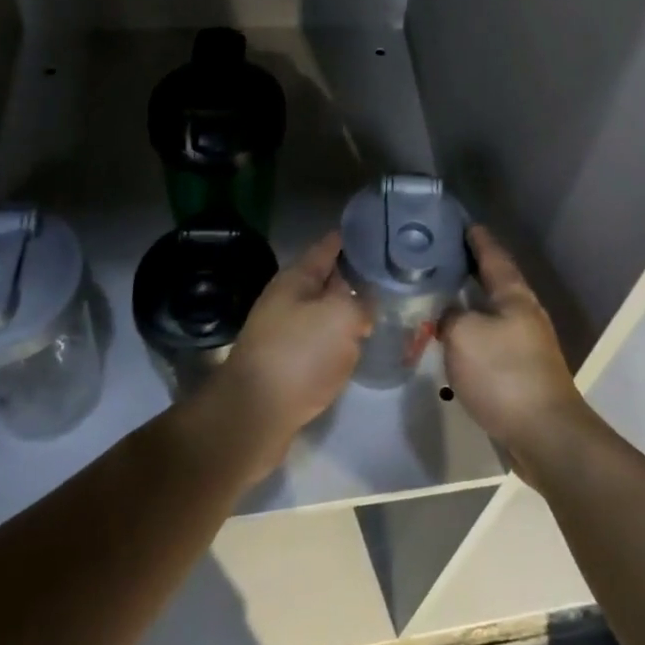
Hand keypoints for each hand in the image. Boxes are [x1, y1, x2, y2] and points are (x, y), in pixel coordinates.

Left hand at [208, 232, 368, 480]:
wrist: (255, 414)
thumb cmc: (299, 353)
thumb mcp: (341, 316)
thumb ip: (361, 304)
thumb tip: (364, 310)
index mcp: (297, 278)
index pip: (328, 246)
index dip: (351, 237)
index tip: (378, 230)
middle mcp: (288, 300)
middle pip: (327, 280)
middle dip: (354, 275)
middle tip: (389, 273)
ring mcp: (286, 334)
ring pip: (325, 313)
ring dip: (348, 310)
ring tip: (380, 308)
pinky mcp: (288, 365)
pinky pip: (320, 343)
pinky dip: (339, 341)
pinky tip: (357, 347)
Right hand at [440, 227, 592, 475]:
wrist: (544, 434)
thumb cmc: (504, 374)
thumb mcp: (463, 336)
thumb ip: (449, 317)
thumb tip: (449, 315)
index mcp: (514, 296)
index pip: (494, 256)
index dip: (478, 239)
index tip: (464, 224)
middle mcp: (524, 313)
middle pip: (497, 282)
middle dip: (473, 269)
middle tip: (444, 258)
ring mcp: (527, 343)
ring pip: (494, 312)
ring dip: (472, 302)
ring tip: (445, 296)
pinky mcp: (522, 371)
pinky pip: (493, 338)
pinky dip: (474, 331)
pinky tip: (457, 340)